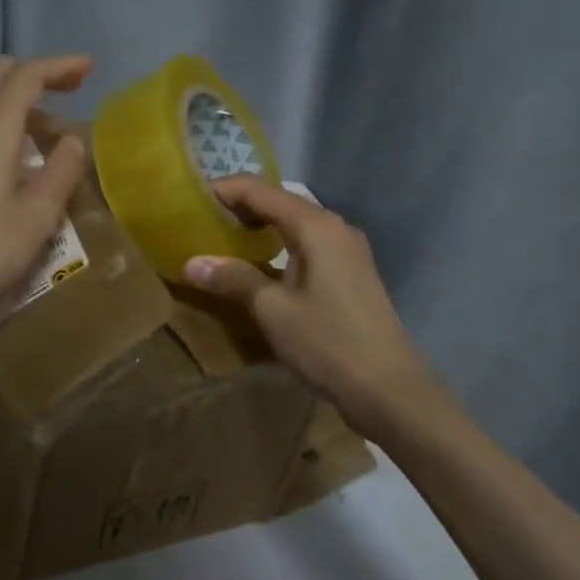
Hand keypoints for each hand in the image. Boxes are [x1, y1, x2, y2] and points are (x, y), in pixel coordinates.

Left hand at [0, 55, 92, 340]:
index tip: (89, 68)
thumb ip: (61, 172)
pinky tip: (10, 154)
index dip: (60, 65)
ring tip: (45, 132)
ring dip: (15, 98)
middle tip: (69, 92)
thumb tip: (74, 141)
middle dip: (36, 74)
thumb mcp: (37, 217)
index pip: (27, 76)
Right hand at [183, 177, 443, 438]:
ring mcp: (346, 249)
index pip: (259, 190)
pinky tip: (257, 265)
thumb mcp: (273, 310)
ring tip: (221, 239)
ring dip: (258, 226)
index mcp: (315, 226)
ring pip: (293, 223)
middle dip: (239, 206)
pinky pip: (305, 243)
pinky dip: (277, 244)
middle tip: (200, 220)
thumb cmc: (328, 343)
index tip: (189, 199)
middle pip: (278, 201)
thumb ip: (233, 279)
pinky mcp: (349, 272)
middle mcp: (333, 227)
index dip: (223, 190)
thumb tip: (191, 263)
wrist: (390, 390)